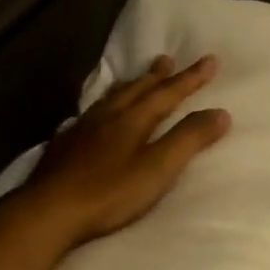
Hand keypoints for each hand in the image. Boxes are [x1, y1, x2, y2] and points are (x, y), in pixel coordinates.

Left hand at [16, 54, 230, 248]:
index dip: (190, 78)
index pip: (168, 93)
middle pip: (136, 89)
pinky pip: (88, 116)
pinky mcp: (63, 147)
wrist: (49, 210)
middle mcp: (107, 116)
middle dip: (156, 76)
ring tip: (135, 79)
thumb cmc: (109, 193)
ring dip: (128, 86)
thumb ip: (188, 140)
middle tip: (167, 59)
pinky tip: (93, 117)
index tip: (210, 60)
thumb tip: (220, 113)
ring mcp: (81, 130)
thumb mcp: (158, 168)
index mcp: (133, 120)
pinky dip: (100, 108)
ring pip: (110, 99)